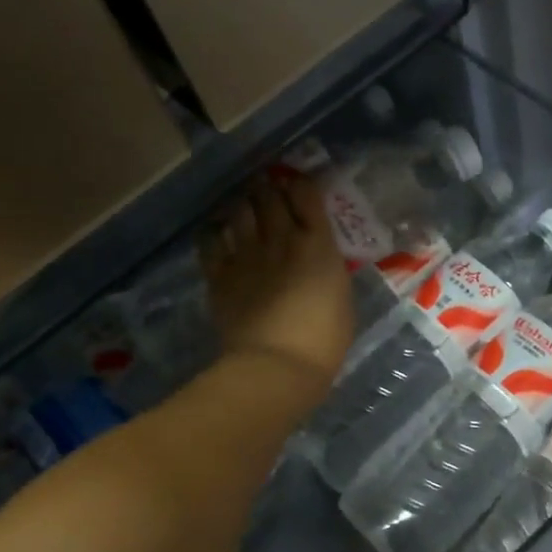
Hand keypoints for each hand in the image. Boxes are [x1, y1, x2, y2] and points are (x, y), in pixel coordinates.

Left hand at [201, 175, 353, 391]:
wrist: (276, 365)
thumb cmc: (323, 341)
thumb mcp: (342, 299)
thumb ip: (328, 271)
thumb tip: (318, 261)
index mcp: (317, 244)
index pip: (307, 195)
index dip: (301, 185)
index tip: (300, 187)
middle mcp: (281, 239)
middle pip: (270, 196)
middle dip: (269, 188)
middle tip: (269, 190)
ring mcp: (246, 254)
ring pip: (239, 210)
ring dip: (243, 204)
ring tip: (245, 207)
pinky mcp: (219, 274)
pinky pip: (210, 239)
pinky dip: (214, 230)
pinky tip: (218, 231)